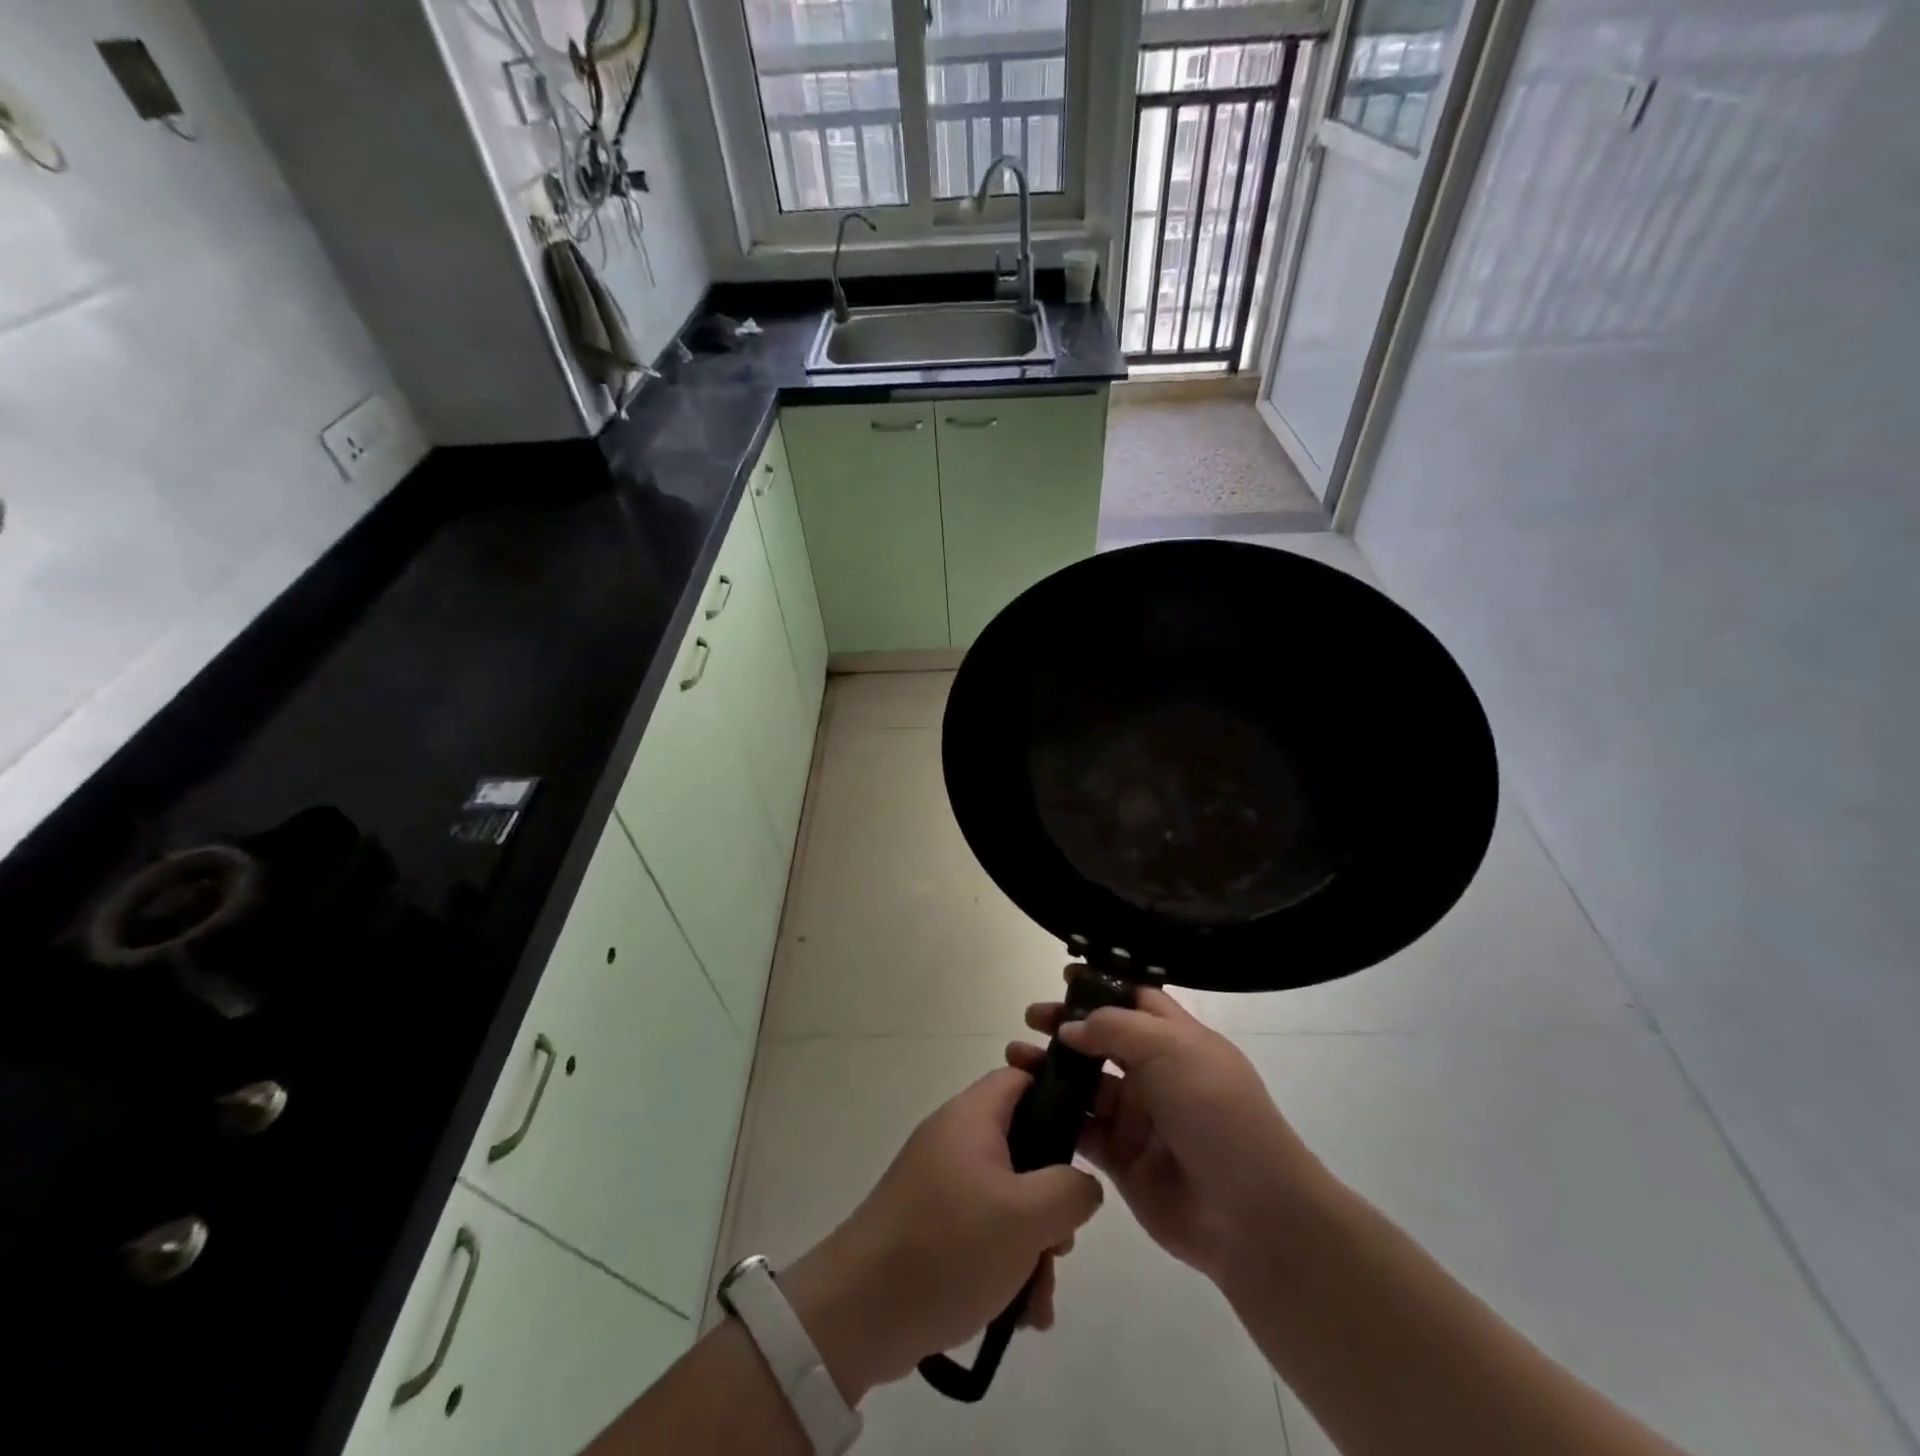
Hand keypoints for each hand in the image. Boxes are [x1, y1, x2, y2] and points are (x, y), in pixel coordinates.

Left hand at [779, 1066, 1103, 1401]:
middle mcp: (954, 1141)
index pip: (1020, 1079)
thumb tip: (1082, 1184)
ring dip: (1032, 1247)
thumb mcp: (1026, 1217)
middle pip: (1022, 1147)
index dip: (1058, 1096)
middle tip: (1060, 1243)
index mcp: (971, 1118)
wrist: (859, 1312)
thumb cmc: (949, 1246)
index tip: (1088, 1137)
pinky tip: (1018, 1315)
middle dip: (1051, 1201)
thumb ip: (1070, 1191)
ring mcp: (940, 1185)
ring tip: (1039, 1299)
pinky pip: (982, 1232)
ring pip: (1007, 1200)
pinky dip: (1005, 1266)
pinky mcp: (931, 1226)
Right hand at [1007, 971, 1327, 1285]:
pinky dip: (1055, 1115)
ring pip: (1085, 1084)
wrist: (1250, 1213)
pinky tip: (1026, 1102)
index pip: (1136, 1000)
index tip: (1065, 977)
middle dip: (1067, 1026)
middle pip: (1103, 1040)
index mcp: (1177, 1040)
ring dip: (1051, 1069)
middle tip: (1031, 1018)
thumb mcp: (1171, 1050)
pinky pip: (1081, 1129)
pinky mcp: (1121, 1159)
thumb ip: (1115, 1028)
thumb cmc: (1216, 1112)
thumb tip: (1071, 1027)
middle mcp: (1155, 1074)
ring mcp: (1137, 1118)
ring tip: (1016, 1059)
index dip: (1102, 987)